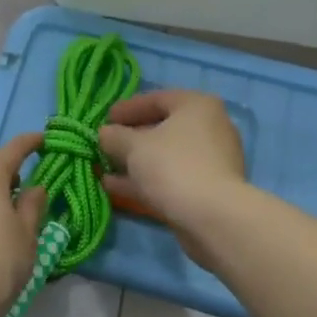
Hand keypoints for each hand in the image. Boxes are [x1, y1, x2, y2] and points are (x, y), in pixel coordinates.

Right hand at [99, 91, 245, 266]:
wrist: (212, 217)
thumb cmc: (172, 166)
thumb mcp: (133, 146)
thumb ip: (114, 136)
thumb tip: (105, 134)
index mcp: (197, 106)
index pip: (156, 99)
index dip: (127, 108)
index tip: (105, 120)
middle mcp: (210, 128)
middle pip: (162, 128)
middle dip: (130, 139)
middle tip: (105, 145)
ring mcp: (211, 161)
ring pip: (165, 156)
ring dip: (135, 162)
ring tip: (103, 169)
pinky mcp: (208, 189)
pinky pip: (171, 177)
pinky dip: (146, 180)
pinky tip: (117, 188)